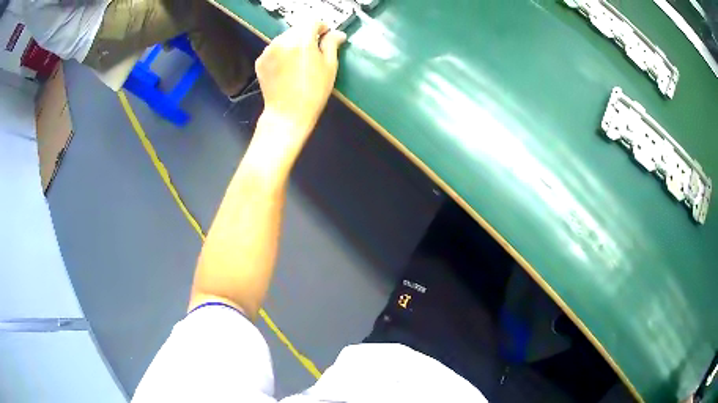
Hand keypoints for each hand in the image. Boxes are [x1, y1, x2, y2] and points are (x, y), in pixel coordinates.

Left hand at [255, 21, 346, 133]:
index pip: (313, 22)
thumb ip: (332, 44)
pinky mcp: (260, 61)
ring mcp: (268, 50)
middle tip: (314, 51)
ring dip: (293, 43)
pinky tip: (287, 68)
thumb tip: (337, 33)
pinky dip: (282, 53)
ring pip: (285, 38)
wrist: (288, 113)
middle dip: (307, 35)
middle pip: (297, 29)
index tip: (326, 37)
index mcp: (302, 40)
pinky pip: (274, 49)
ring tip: (299, 61)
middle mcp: (282, 41)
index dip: (322, 28)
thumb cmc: (314, 91)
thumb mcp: (330, 66)